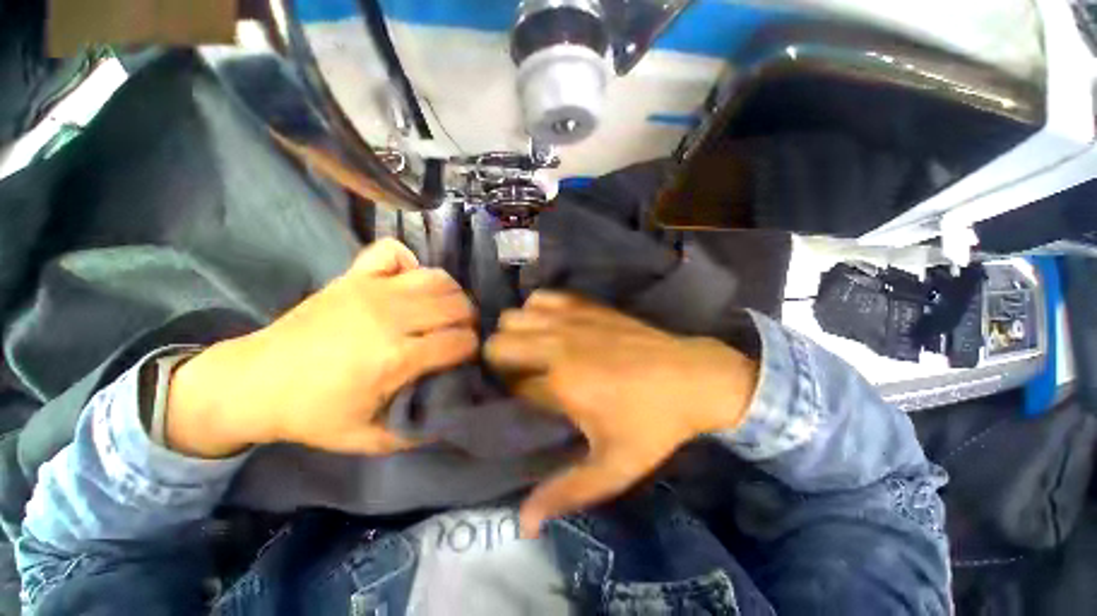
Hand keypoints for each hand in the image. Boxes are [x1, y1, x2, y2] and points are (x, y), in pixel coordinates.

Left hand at [166, 239, 478, 458]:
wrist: (253, 382)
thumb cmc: (312, 413)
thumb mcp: (367, 439)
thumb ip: (416, 431)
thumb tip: (452, 415)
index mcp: (397, 357)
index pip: (461, 342)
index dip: (472, 349)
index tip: (466, 357)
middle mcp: (391, 316)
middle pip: (457, 305)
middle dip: (468, 320)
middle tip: (458, 333)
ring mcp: (371, 290)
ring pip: (437, 277)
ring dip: (450, 293)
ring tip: (443, 308)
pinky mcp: (353, 276)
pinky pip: (393, 252)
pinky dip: (408, 262)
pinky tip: (407, 282)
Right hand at [485, 292, 758, 536]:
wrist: (694, 376)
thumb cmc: (654, 423)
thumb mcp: (613, 468)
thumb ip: (566, 493)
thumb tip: (523, 525)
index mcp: (559, 382)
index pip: (508, 381)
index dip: (509, 391)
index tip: (521, 397)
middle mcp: (556, 344)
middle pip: (500, 342)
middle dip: (500, 359)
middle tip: (521, 373)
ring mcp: (571, 319)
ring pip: (515, 316)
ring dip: (516, 333)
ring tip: (532, 349)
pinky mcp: (586, 304)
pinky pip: (543, 297)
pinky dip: (537, 309)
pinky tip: (550, 325)